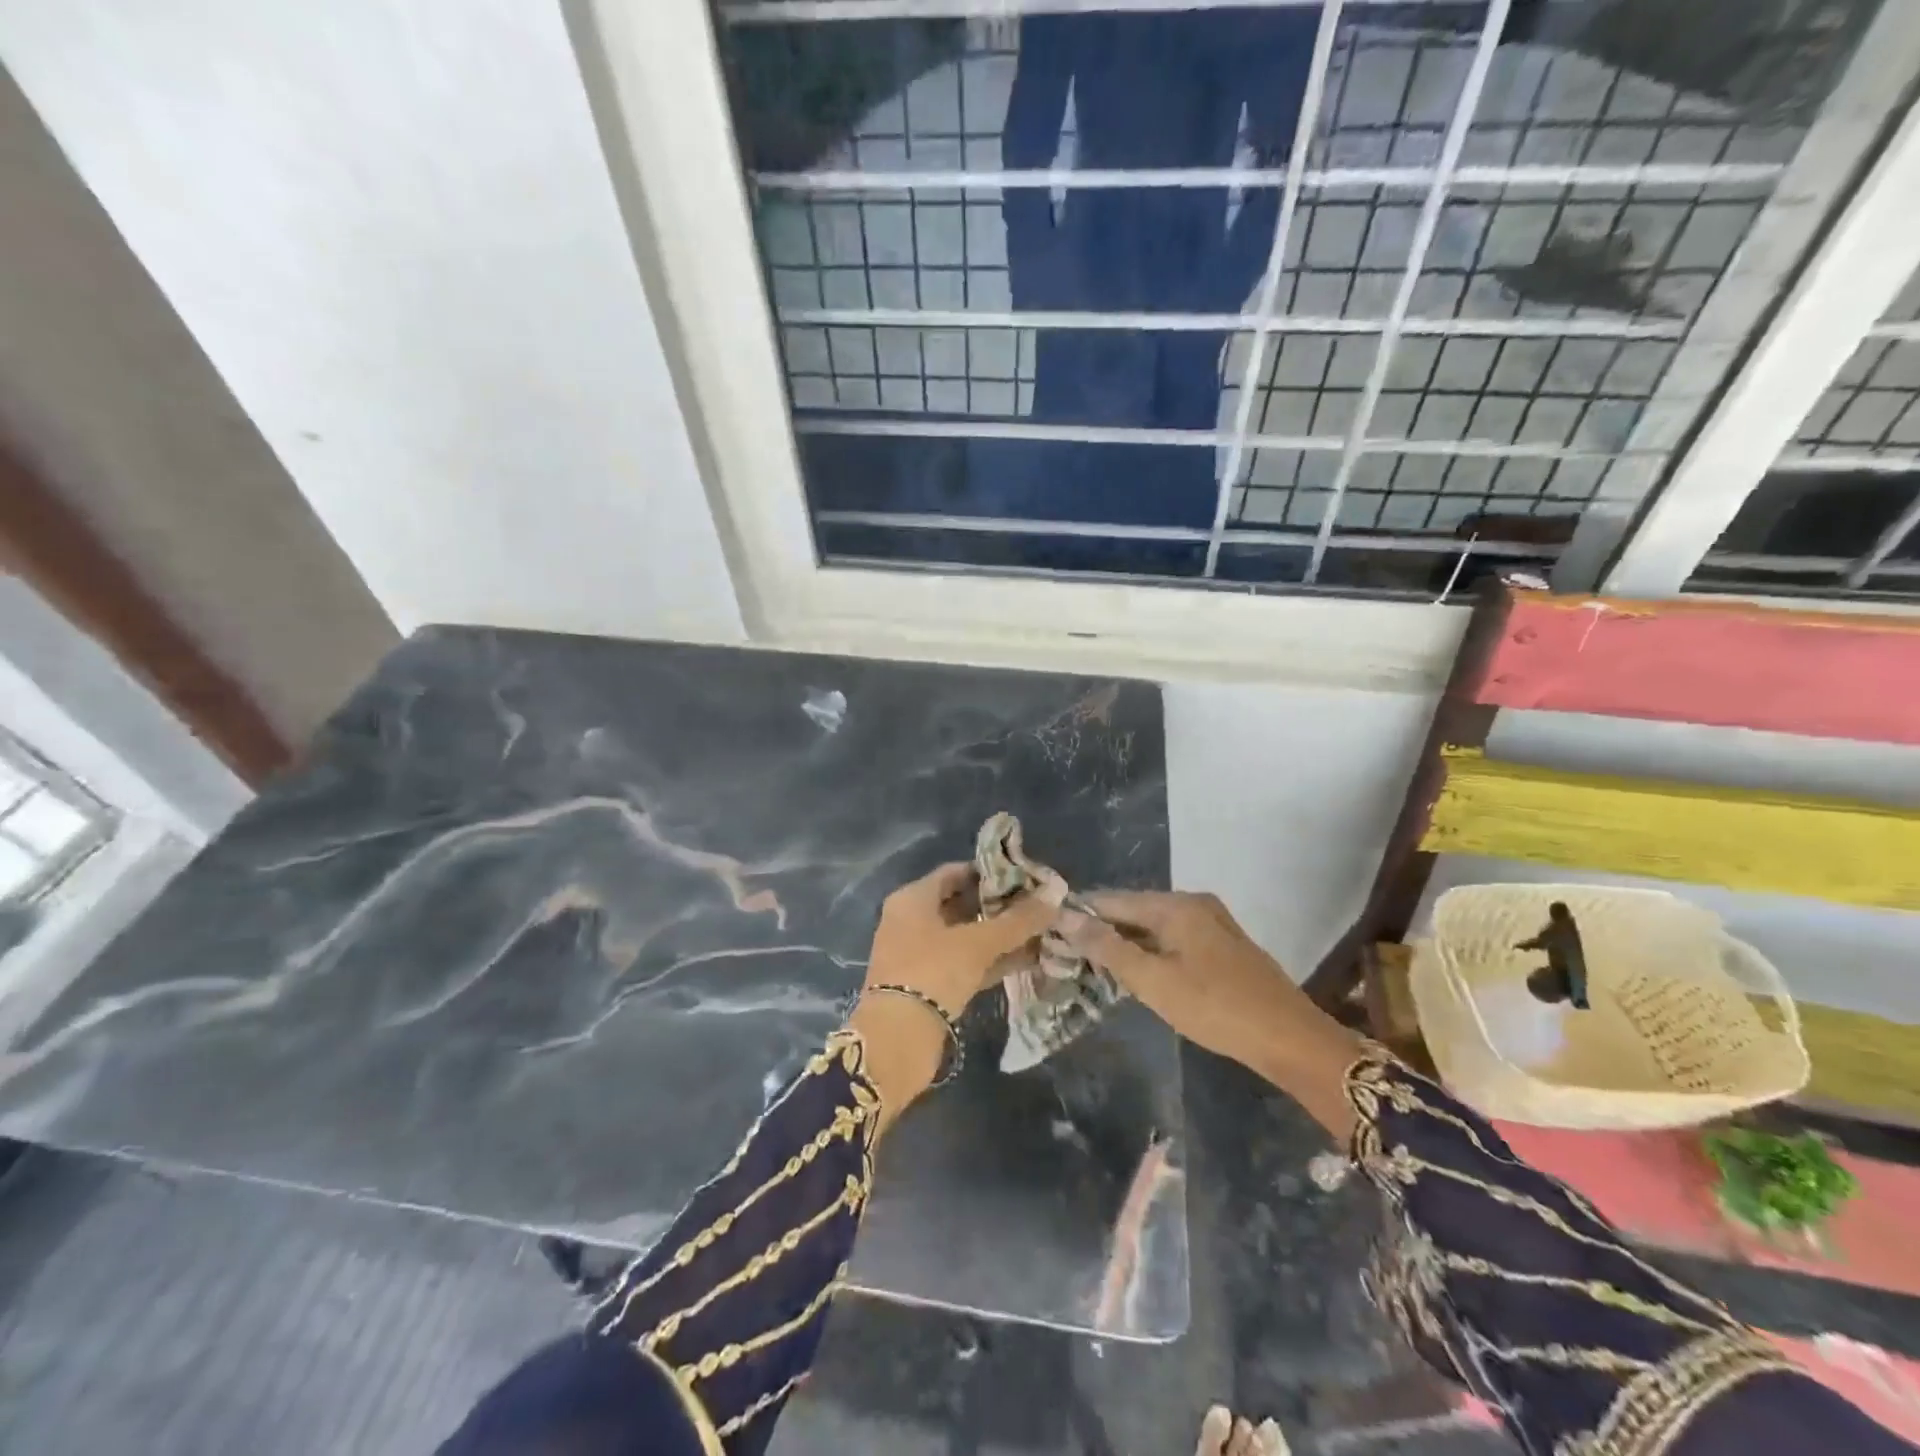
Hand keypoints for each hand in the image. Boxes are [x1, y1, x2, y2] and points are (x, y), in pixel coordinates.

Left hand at [862, 862, 1056, 1015]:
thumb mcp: (978, 942)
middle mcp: (911, 921)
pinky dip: (992, 960)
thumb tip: (1056, 892)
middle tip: (1037, 904)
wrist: (898, 1041)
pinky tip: (1028, 959)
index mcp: (912, 899)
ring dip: (1000, 936)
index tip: (1024, 876)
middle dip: (999, 906)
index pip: (955, 872)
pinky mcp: (930, 985)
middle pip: (960, 904)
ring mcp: (920, 954)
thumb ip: (1018, 920)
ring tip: (1041, 931)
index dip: (989, 872)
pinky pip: (966, 963)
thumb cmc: (933, 972)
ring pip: (966, 936)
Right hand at [1054, 892, 1306, 1065]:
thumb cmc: (1215, 1008)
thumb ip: (1108, 947)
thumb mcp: (1153, 981)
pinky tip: (1137, 973)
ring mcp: (1212, 923)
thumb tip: (1065, 916)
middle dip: (1102, 930)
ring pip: (1154, 926)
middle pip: (1134, 910)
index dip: (1080, 914)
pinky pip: (1173, 939)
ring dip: (1126, 943)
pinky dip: (1150, 952)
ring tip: (1093, 966)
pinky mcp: (1222, 945)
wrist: (1290, 1039)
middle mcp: (1193, 903)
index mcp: (1176, 905)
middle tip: (1066, 955)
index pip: (1112, 900)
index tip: (1049, 932)